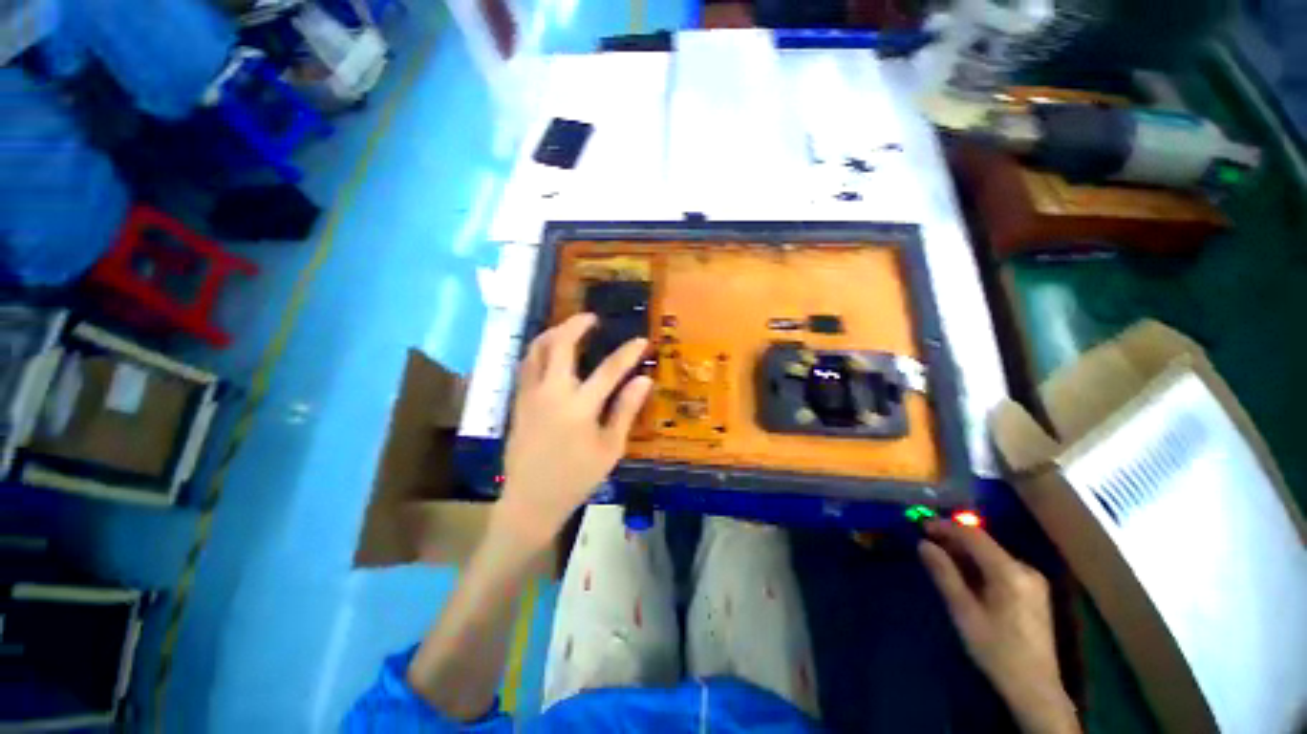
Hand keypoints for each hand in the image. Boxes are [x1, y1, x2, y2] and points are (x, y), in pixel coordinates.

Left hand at [495, 313, 651, 548]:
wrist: (530, 501)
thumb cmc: (576, 478)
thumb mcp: (610, 448)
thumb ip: (626, 410)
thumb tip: (644, 379)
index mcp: (579, 408)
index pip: (609, 370)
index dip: (628, 353)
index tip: (641, 340)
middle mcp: (551, 393)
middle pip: (559, 345)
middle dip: (576, 324)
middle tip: (591, 318)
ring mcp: (530, 395)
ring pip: (536, 350)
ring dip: (553, 333)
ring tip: (569, 328)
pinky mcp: (518, 402)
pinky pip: (526, 365)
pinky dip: (539, 350)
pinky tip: (550, 352)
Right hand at [919, 521, 1079, 733]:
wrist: (1035, 687)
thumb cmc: (995, 649)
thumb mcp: (963, 612)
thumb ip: (944, 574)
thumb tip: (923, 544)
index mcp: (1009, 572)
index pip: (973, 535)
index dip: (945, 526)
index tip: (921, 526)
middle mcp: (1025, 568)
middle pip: (984, 543)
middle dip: (954, 540)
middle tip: (927, 545)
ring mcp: (1033, 580)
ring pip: (992, 555)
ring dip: (966, 554)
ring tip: (942, 561)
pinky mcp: (1034, 591)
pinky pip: (1001, 566)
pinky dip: (980, 566)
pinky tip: (966, 577)